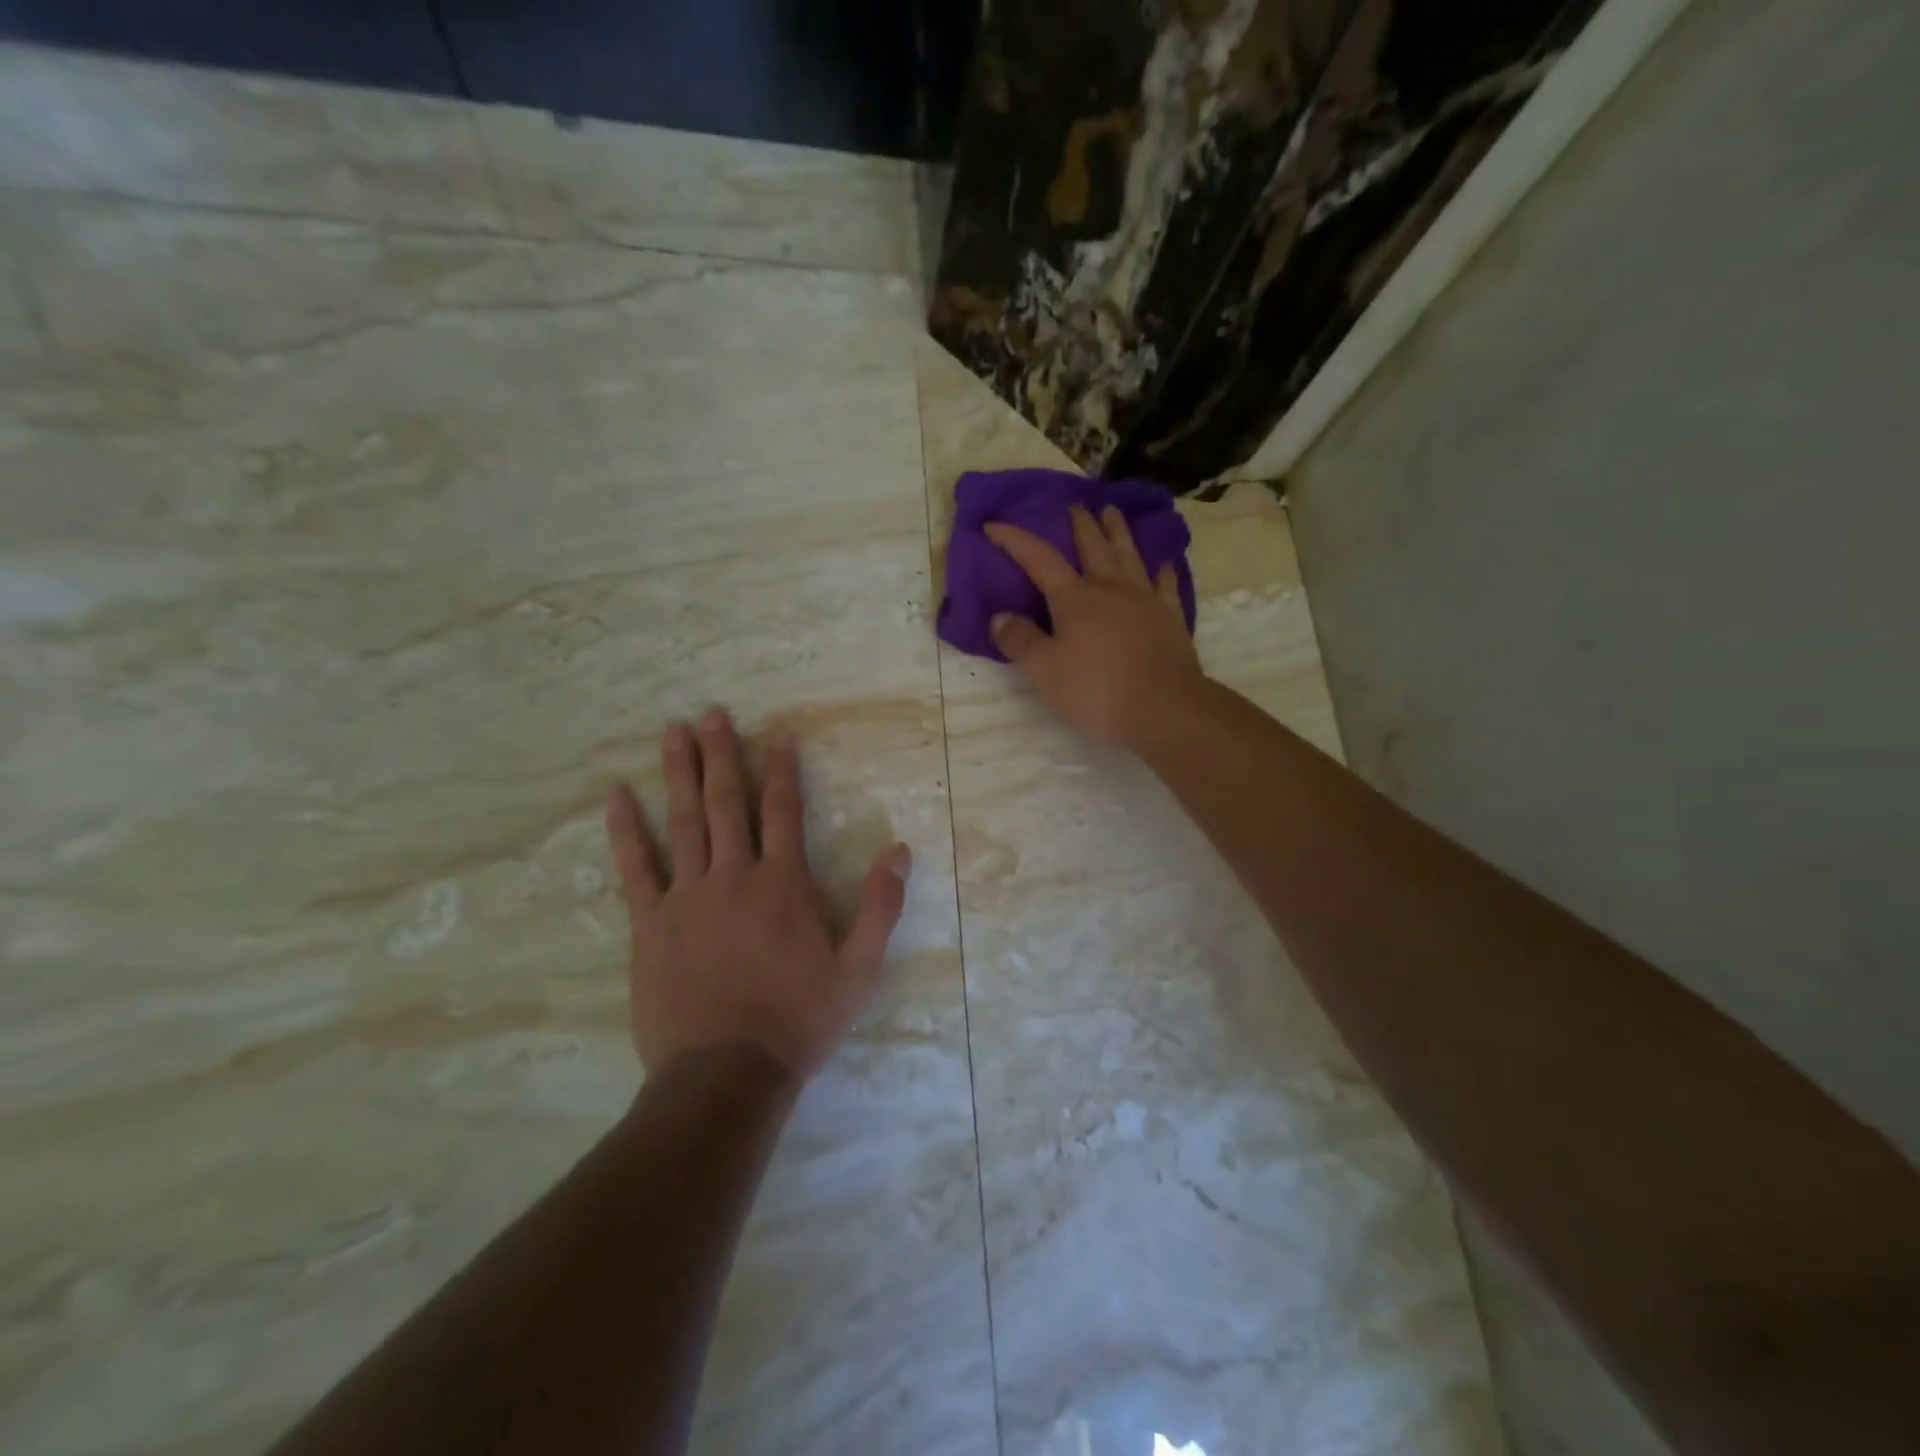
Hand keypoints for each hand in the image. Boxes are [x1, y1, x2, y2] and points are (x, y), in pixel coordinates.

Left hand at [603, 708, 911, 1080]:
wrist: (726, 1073)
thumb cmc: (799, 1021)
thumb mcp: (859, 970)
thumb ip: (881, 907)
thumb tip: (900, 851)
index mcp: (783, 884)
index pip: (783, 810)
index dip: (782, 768)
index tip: (778, 734)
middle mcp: (734, 876)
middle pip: (726, 802)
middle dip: (722, 753)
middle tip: (711, 713)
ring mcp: (687, 897)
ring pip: (682, 821)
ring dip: (679, 773)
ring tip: (673, 731)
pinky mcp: (651, 924)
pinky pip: (636, 868)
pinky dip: (626, 831)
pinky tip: (616, 797)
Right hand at [986, 504, 1205, 745]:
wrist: (1164, 707)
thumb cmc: (1096, 689)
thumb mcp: (1044, 670)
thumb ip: (1020, 641)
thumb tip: (1000, 616)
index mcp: (1074, 598)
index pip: (1038, 559)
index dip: (1014, 540)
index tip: (993, 524)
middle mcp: (1110, 589)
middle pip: (1092, 547)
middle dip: (1080, 525)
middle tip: (1074, 506)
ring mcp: (1145, 600)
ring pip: (1129, 556)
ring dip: (1118, 532)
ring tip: (1112, 512)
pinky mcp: (1170, 618)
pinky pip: (1166, 586)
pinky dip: (1163, 572)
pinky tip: (1164, 563)